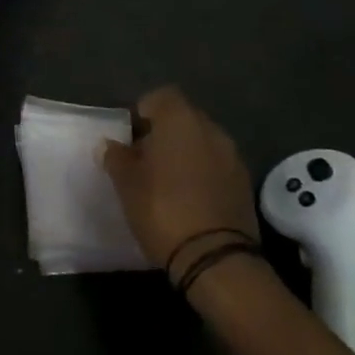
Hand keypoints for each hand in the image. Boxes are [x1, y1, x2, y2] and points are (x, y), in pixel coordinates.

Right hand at [104, 86, 258, 273]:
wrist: (215, 258)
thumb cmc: (162, 209)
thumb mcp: (126, 183)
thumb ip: (116, 157)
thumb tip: (110, 145)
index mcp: (180, 120)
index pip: (162, 96)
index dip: (144, 111)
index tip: (131, 135)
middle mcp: (211, 130)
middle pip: (183, 118)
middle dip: (164, 133)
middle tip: (144, 159)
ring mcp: (232, 157)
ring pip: (202, 143)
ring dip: (185, 154)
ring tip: (166, 181)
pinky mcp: (245, 185)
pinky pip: (217, 166)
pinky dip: (202, 173)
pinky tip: (189, 198)